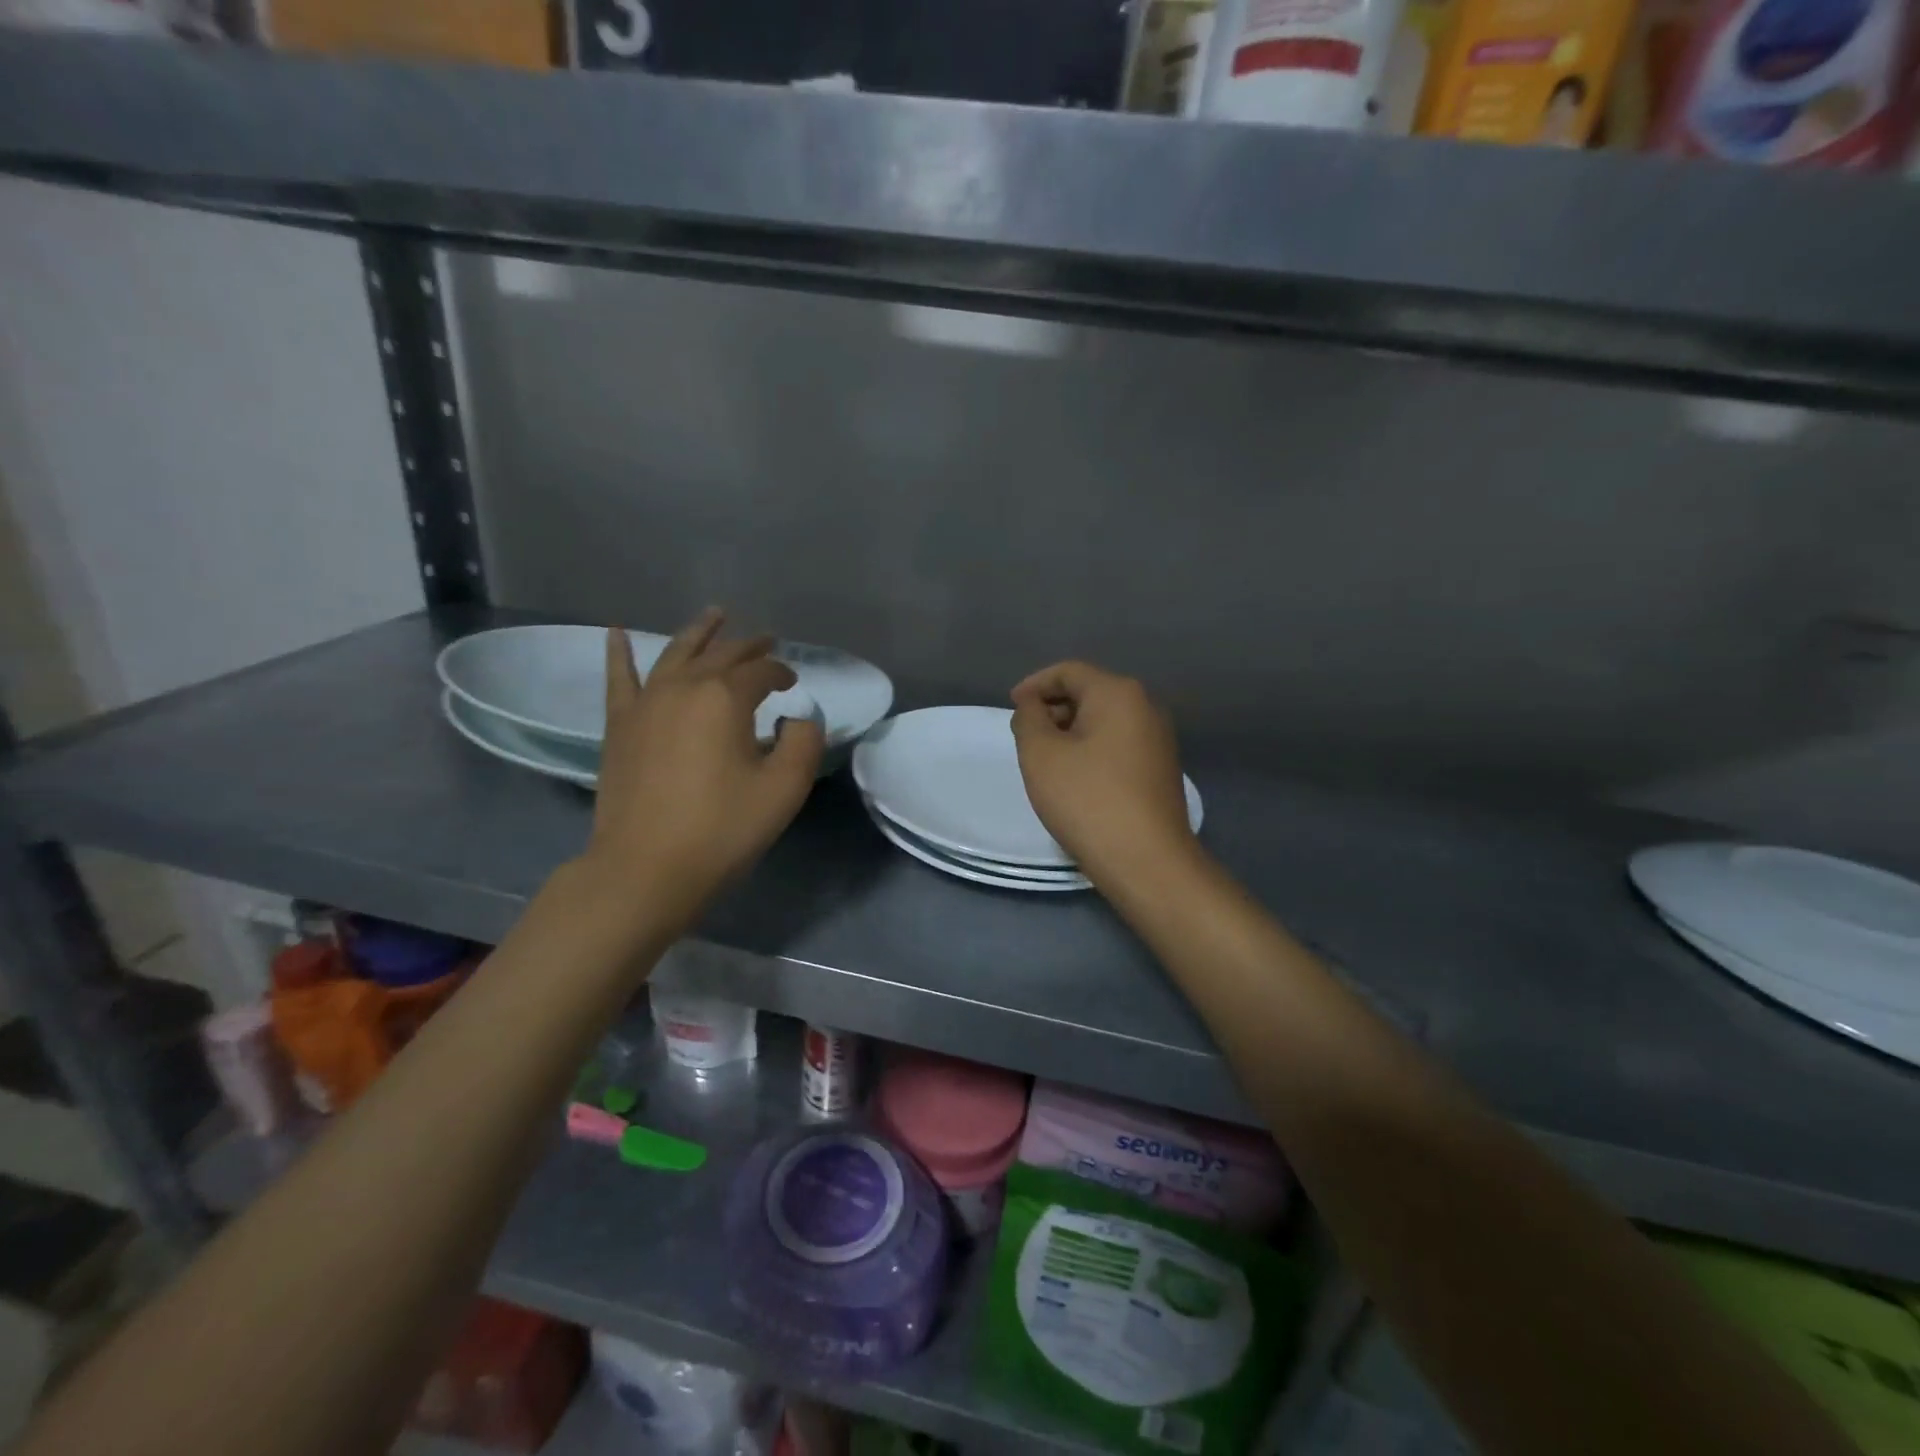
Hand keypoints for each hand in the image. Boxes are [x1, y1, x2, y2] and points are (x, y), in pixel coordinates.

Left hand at [581, 609, 823, 929]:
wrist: (646, 869)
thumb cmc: (722, 829)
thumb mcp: (784, 789)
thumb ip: (803, 743)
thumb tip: (797, 719)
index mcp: (725, 698)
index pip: (762, 672)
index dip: (782, 673)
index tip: (794, 684)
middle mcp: (683, 687)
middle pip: (722, 655)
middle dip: (749, 646)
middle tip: (768, 639)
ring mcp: (646, 703)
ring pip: (676, 654)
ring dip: (700, 632)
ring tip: (715, 614)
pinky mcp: (620, 725)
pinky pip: (619, 679)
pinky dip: (618, 653)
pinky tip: (615, 632)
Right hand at [1010, 661, 1197, 887]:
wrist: (1146, 861)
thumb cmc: (1087, 800)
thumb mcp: (1041, 754)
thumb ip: (1029, 719)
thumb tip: (1033, 706)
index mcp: (1119, 693)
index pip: (1069, 672)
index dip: (1034, 685)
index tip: (1011, 707)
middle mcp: (1146, 707)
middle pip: (1090, 693)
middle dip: (1053, 708)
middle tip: (1025, 735)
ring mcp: (1158, 739)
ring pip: (1104, 720)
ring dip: (1071, 731)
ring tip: (1045, 759)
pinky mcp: (1160, 769)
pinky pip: (1118, 744)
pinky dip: (1091, 749)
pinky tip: (1074, 778)